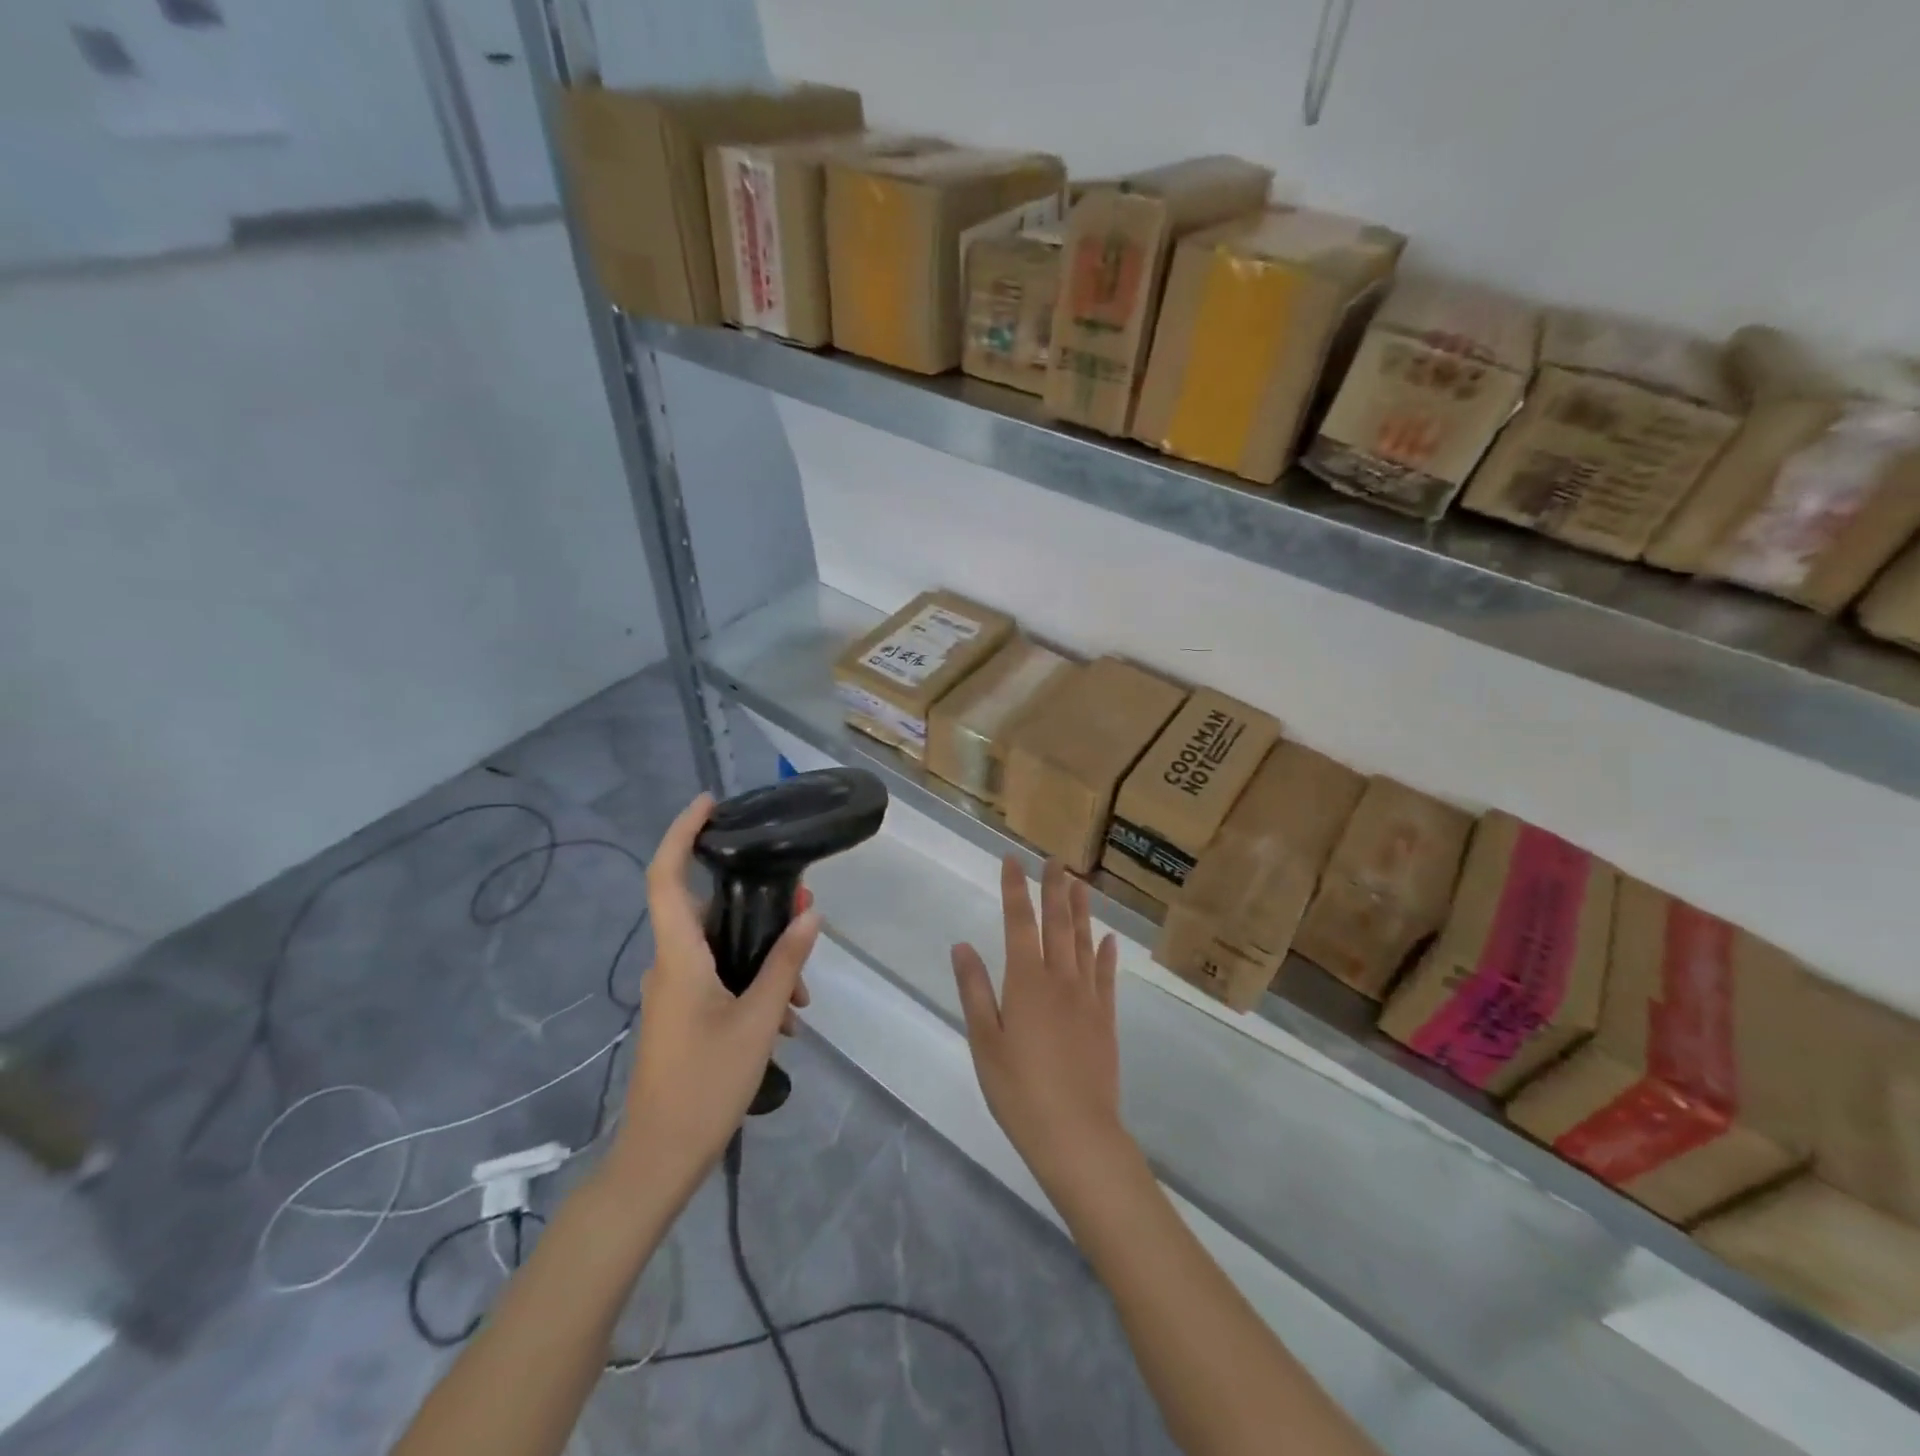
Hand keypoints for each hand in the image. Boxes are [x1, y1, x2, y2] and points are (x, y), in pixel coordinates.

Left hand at [607, 793, 820, 1203]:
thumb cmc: (706, 1084)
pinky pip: (718, 977)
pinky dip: (752, 982)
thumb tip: (809, 913)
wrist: (659, 1159)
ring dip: (762, 956)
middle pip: (708, 910)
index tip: (709, 804)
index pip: (665, 877)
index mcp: (679, 956)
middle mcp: (670, 964)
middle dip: (756, 904)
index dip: (681, 833)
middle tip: (801, 907)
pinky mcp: (681, 1013)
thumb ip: (785, 962)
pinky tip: (785, 1017)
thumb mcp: (759, 1020)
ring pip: (720, 949)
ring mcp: (673, 991)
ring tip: (803, 993)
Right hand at [952, 857, 1134, 1200]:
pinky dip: (1106, 954)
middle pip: (1057, 923)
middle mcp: (1060, 979)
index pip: (1019, 922)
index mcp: (1026, 981)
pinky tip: (1107, 939)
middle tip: (1054, 860)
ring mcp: (1088, 998)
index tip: (1012, 860)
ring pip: (1084, 942)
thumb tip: (963, 945)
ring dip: (1082, 910)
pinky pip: (1106, 976)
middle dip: (1054, 888)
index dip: (1015, 888)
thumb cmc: (1019, 1090)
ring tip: (1081, 883)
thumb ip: (975, 990)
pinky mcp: (1107, 1019)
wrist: (1076, 1133)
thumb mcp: (984, 1042)